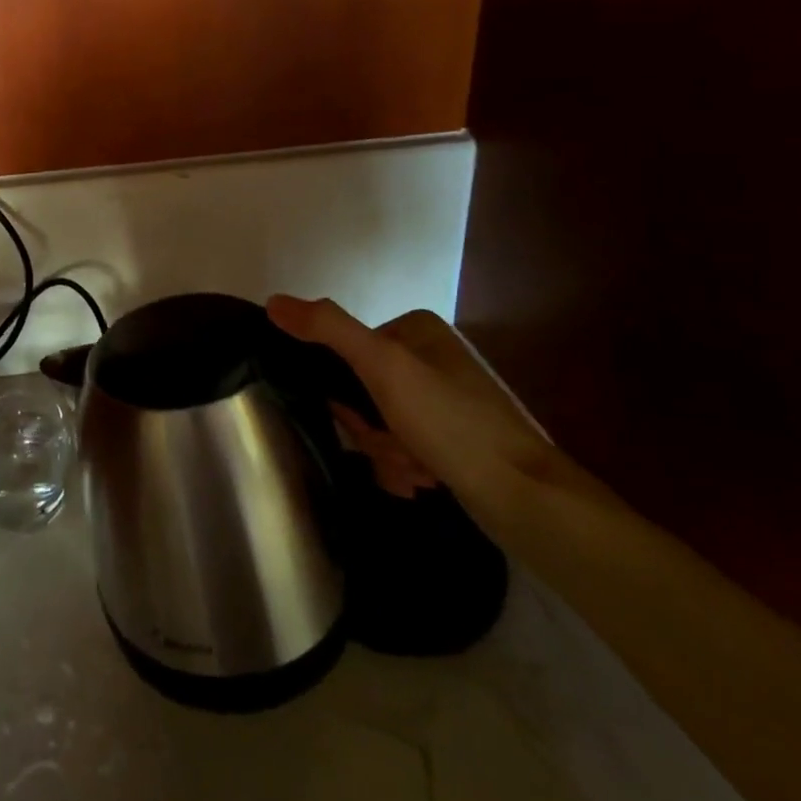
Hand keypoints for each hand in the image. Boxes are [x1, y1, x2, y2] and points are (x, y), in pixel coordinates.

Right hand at [268, 297, 556, 504]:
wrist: (528, 499)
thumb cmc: (452, 423)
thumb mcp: (383, 366)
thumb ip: (327, 329)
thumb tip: (272, 301)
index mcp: (416, 329)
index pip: (346, 352)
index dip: (345, 392)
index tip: (363, 417)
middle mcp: (430, 357)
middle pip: (362, 391)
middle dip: (372, 429)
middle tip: (397, 448)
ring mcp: (444, 398)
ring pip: (380, 423)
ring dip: (388, 453)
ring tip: (418, 471)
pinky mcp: (454, 437)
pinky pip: (405, 445)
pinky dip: (406, 466)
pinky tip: (426, 481)